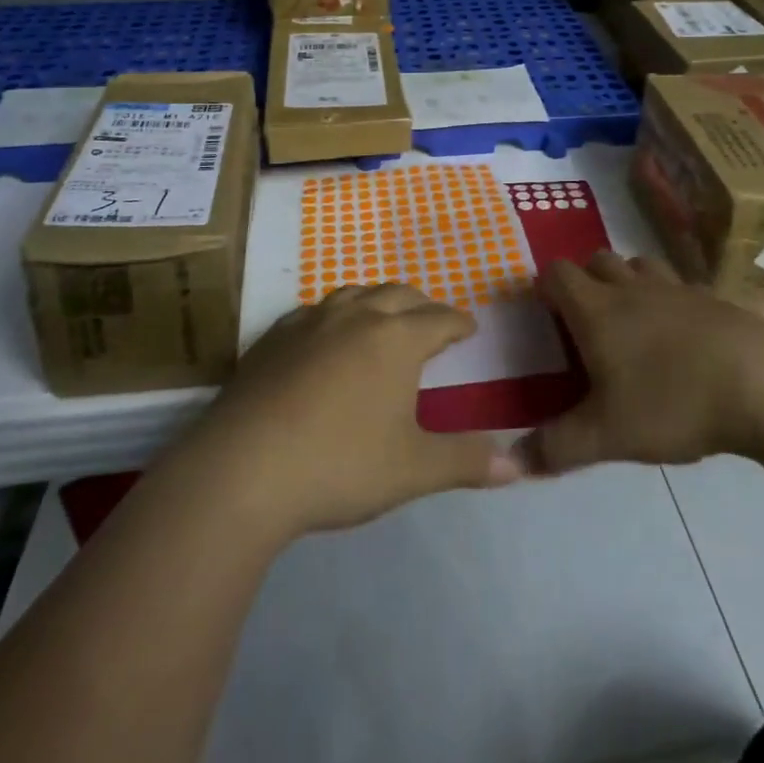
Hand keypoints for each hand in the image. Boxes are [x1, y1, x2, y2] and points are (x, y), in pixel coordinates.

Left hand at [189, 284, 522, 539]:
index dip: (458, 323)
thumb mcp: (413, 469)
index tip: (469, 328)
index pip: (440, 319)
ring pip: (355, 294)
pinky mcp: (274, 335)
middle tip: (432, 323)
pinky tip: (327, 337)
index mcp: (397, 338)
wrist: (244, 468)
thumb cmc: (340, 464)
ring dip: (379, 302)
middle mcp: (357, 316)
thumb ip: (467, 462)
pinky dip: (336, 315)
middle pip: (400, 295)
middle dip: (422, 306)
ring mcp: (311, 321)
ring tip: (384, 321)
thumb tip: (519, 467)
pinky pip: (316, 310)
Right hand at [521, 251, 763, 473]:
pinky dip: (671, 299)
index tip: (545, 312)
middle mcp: (633, 288)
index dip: (546, 286)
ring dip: (629, 281)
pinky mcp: (715, 300)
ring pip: (641, 265)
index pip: (558, 274)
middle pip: (598, 259)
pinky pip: (682, 286)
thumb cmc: (672, 401)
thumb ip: (556, 448)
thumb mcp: (607, 435)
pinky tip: (682, 336)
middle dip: (586, 280)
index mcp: (597, 309)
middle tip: (587, 321)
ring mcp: (677, 289)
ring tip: (632, 319)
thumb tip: (506, 465)